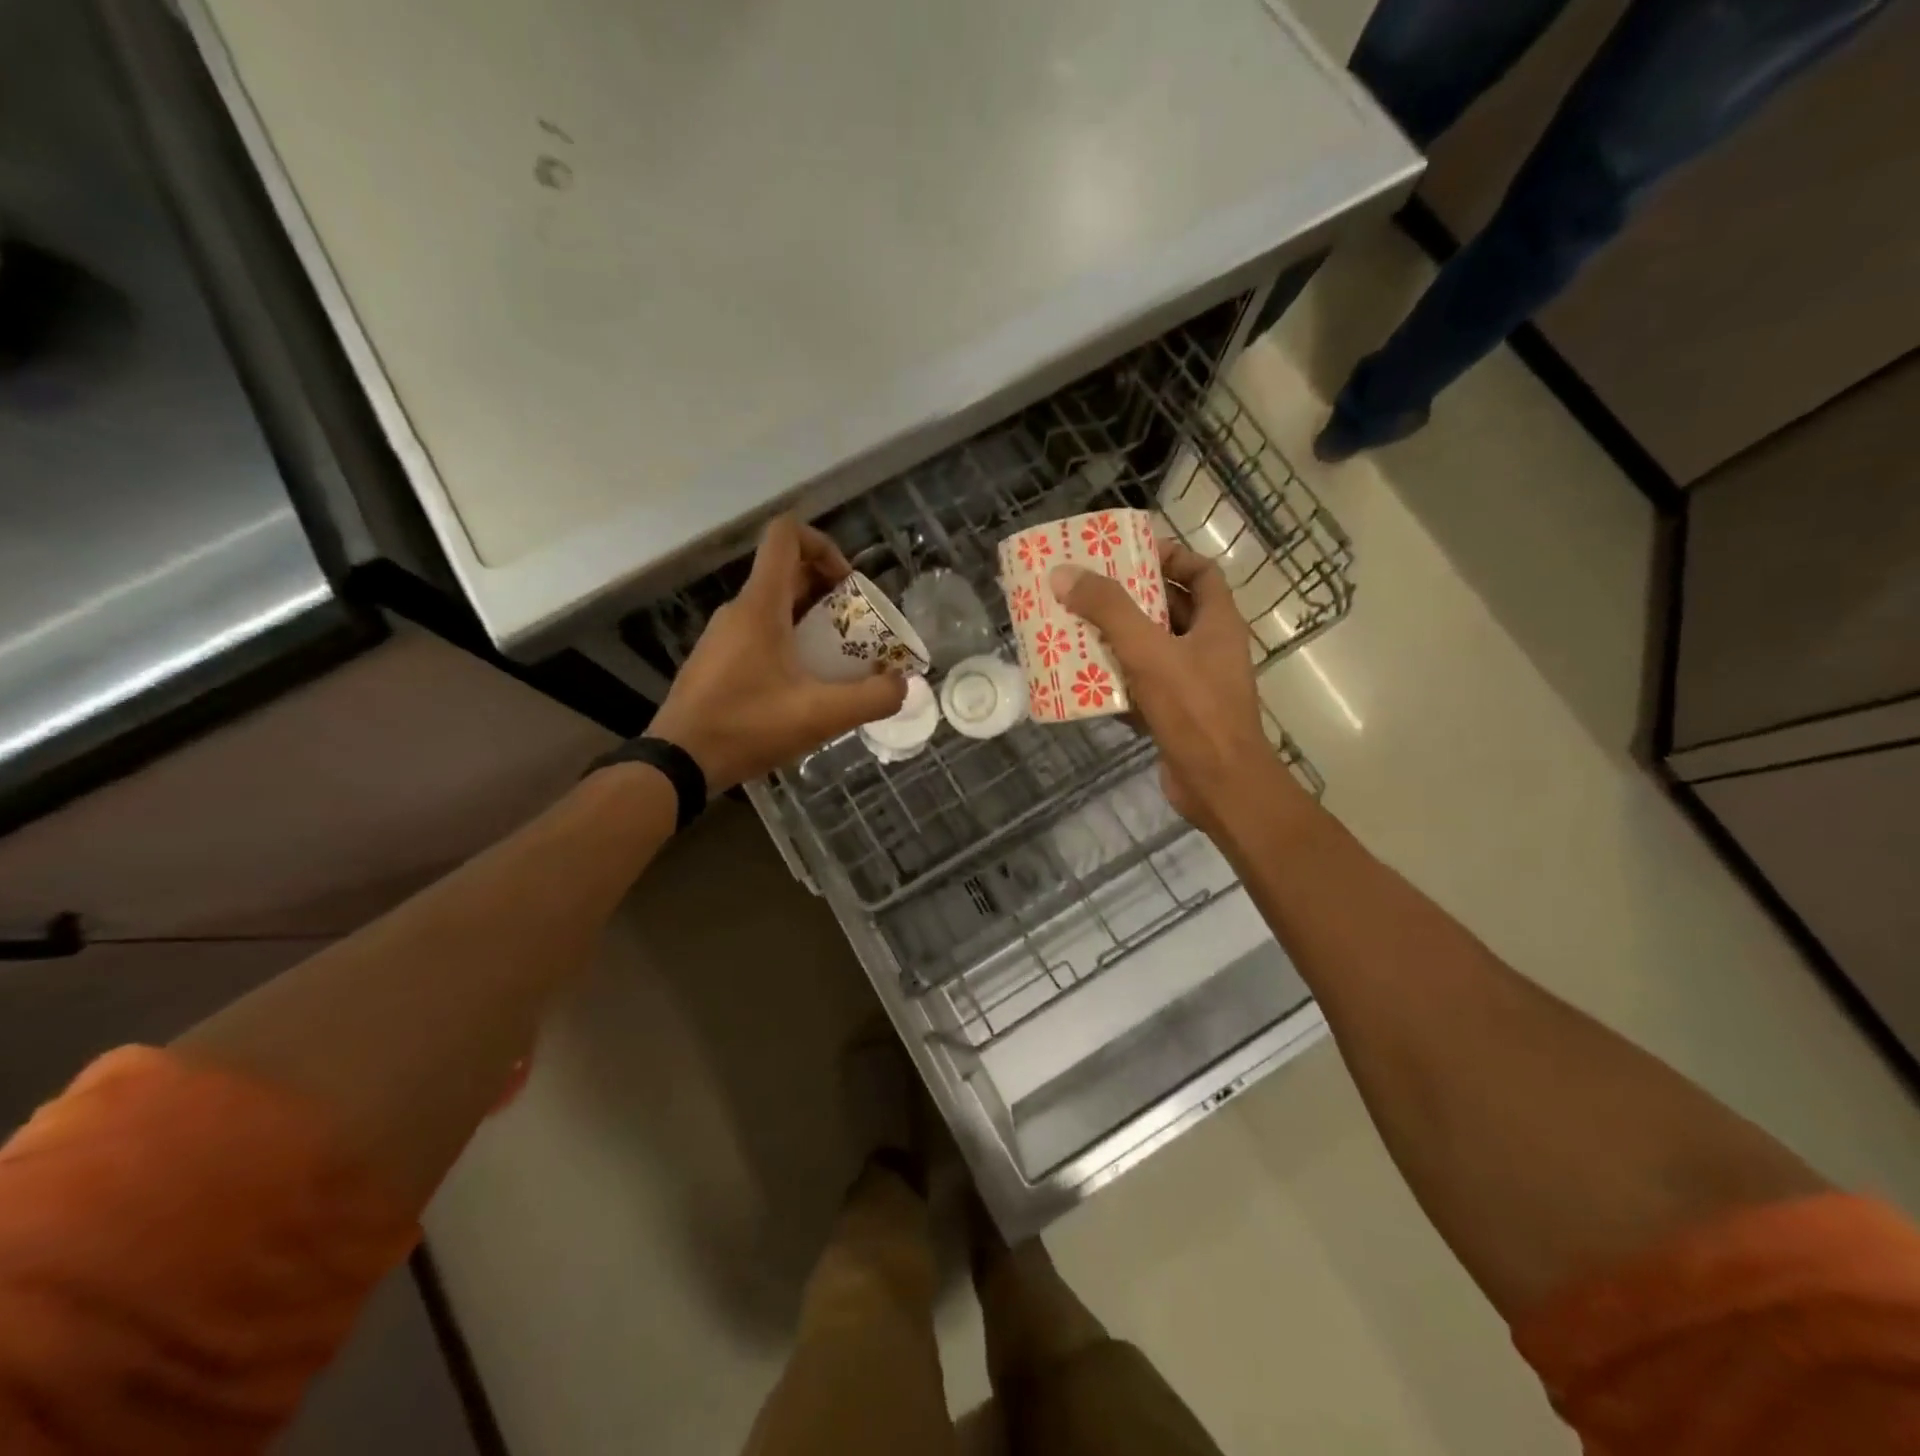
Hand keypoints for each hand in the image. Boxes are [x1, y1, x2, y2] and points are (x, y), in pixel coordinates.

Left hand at [649, 516, 906, 791]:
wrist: (679, 762)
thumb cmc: (748, 727)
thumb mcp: (821, 716)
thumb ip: (871, 698)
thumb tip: (902, 685)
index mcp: (761, 606)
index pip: (786, 536)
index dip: (823, 545)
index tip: (848, 585)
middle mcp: (739, 611)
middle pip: (786, 573)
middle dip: (828, 591)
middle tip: (856, 628)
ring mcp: (723, 636)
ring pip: (773, 607)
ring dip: (810, 620)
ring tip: (836, 660)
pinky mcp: (716, 662)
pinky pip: (758, 634)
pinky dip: (787, 643)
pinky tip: (803, 687)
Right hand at [1050, 541, 1275, 834]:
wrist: (1218, 785)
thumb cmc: (1194, 710)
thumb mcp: (1148, 651)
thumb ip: (1108, 610)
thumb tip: (1065, 573)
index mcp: (1218, 623)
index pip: (1201, 572)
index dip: (1170, 557)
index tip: (1130, 554)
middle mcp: (1209, 648)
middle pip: (1171, 609)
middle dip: (1130, 598)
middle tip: (1087, 590)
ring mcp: (1194, 684)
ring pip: (1152, 650)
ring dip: (1117, 640)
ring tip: (1075, 629)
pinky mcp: (1176, 715)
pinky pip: (1142, 687)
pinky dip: (1116, 681)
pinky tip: (1082, 679)